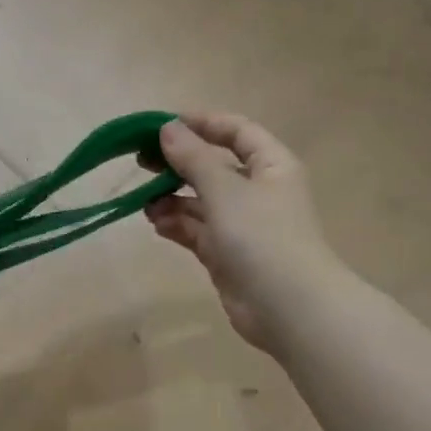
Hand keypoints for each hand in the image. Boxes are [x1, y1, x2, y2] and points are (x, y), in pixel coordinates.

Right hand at [144, 113, 341, 353]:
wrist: (288, 307)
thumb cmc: (262, 236)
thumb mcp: (225, 190)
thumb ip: (193, 158)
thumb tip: (168, 128)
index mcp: (271, 166)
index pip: (237, 131)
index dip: (202, 123)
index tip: (162, 125)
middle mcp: (258, 191)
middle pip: (214, 166)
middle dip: (178, 163)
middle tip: (141, 162)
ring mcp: (242, 225)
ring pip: (201, 201)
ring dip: (172, 198)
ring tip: (145, 201)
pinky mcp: (227, 254)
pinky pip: (197, 230)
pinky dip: (177, 225)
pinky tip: (156, 224)